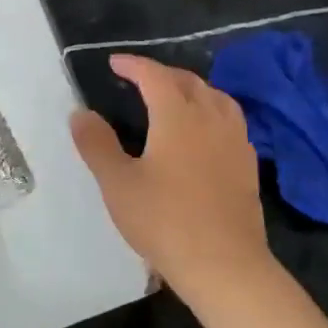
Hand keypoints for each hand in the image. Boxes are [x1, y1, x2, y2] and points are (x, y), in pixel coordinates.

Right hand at [69, 54, 271, 305]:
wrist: (225, 265)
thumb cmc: (165, 221)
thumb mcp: (117, 184)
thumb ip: (96, 144)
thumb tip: (80, 113)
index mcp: (177, 115)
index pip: (154, 75)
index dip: (134, 65)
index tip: (115, 63)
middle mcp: (210, 117)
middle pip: (188, 81)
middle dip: (163, 73)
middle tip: (141, 80)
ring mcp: (234, 140)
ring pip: (216, 97)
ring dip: (192, 89)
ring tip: (176, 98)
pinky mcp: (248, 164)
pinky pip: (230, 121)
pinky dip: (212, 112)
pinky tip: (205, 133)